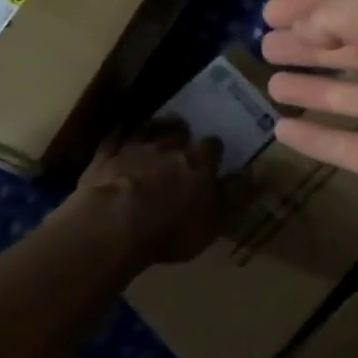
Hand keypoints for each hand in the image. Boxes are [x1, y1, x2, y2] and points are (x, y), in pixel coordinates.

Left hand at [52, 120, 221, 267]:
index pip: (214, 147)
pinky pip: (113, 140)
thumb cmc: (170, 229)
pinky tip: (117, 139)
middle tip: (182, 142)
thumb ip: (234, 196)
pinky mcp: (104, 157)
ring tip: (155, 133)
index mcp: (199, 162)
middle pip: (180, 130)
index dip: (213, 152)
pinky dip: (117, 138)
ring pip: (148, 129)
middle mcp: (169, 146)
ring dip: (153, 129)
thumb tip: (254, 176)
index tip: (213, 159)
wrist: (113, 224)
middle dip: (182, 134)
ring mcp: (134, 148)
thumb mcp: (213, 221)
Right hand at [261, 0, 357, 320]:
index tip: (271, 10)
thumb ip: (347, 10)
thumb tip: (309, 24)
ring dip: (316, 84)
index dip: (318, 0)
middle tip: (265, 44)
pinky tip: (284, 131)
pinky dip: (322, 136)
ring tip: (269, 80)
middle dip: (314, 41)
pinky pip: (357, 146)